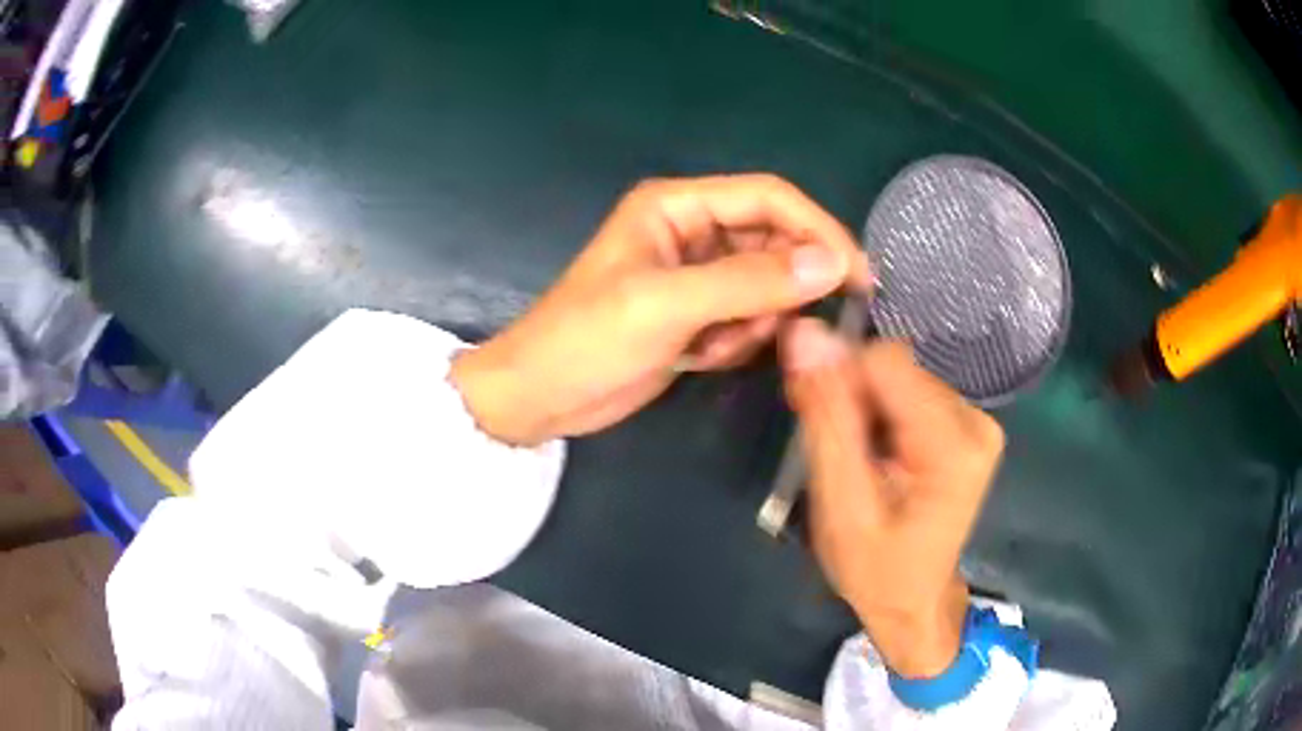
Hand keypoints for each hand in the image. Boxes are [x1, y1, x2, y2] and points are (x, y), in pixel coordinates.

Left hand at [451, 175, 870, 445]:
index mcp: (678, 206)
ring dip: (752, 322)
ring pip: (765, 288)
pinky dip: (735, 342)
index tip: (856, 275)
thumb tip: (831, 264)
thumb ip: (751, 282)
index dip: (817, 229)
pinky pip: (746, 320)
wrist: (541, 398)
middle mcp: (692, 232)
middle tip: (769, 327)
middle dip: (779, 289)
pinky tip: (697, 358)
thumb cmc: (588, 340)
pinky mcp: (696, 316)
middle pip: (772, 244)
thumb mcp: (667, 305)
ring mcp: (696, 277)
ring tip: (709, 346)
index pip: (769, 198)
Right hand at [780, 318, 1004, 678]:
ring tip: (851, 456)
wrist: (914, 601)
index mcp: (953, 445)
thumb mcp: (841, 505)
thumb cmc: (876, 569)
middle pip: (893, 368)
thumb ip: (827, 419)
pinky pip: (910, 392)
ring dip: (864, 405)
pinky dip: (881, 413)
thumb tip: (805, 334)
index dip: (839, 380)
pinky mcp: (967, 424)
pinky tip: (873, 452)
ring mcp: (977, 420)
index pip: (884, 363)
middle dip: (851, 396)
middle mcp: (976, 419)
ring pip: (899, 377)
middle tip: (829, 446)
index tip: (812, 415)